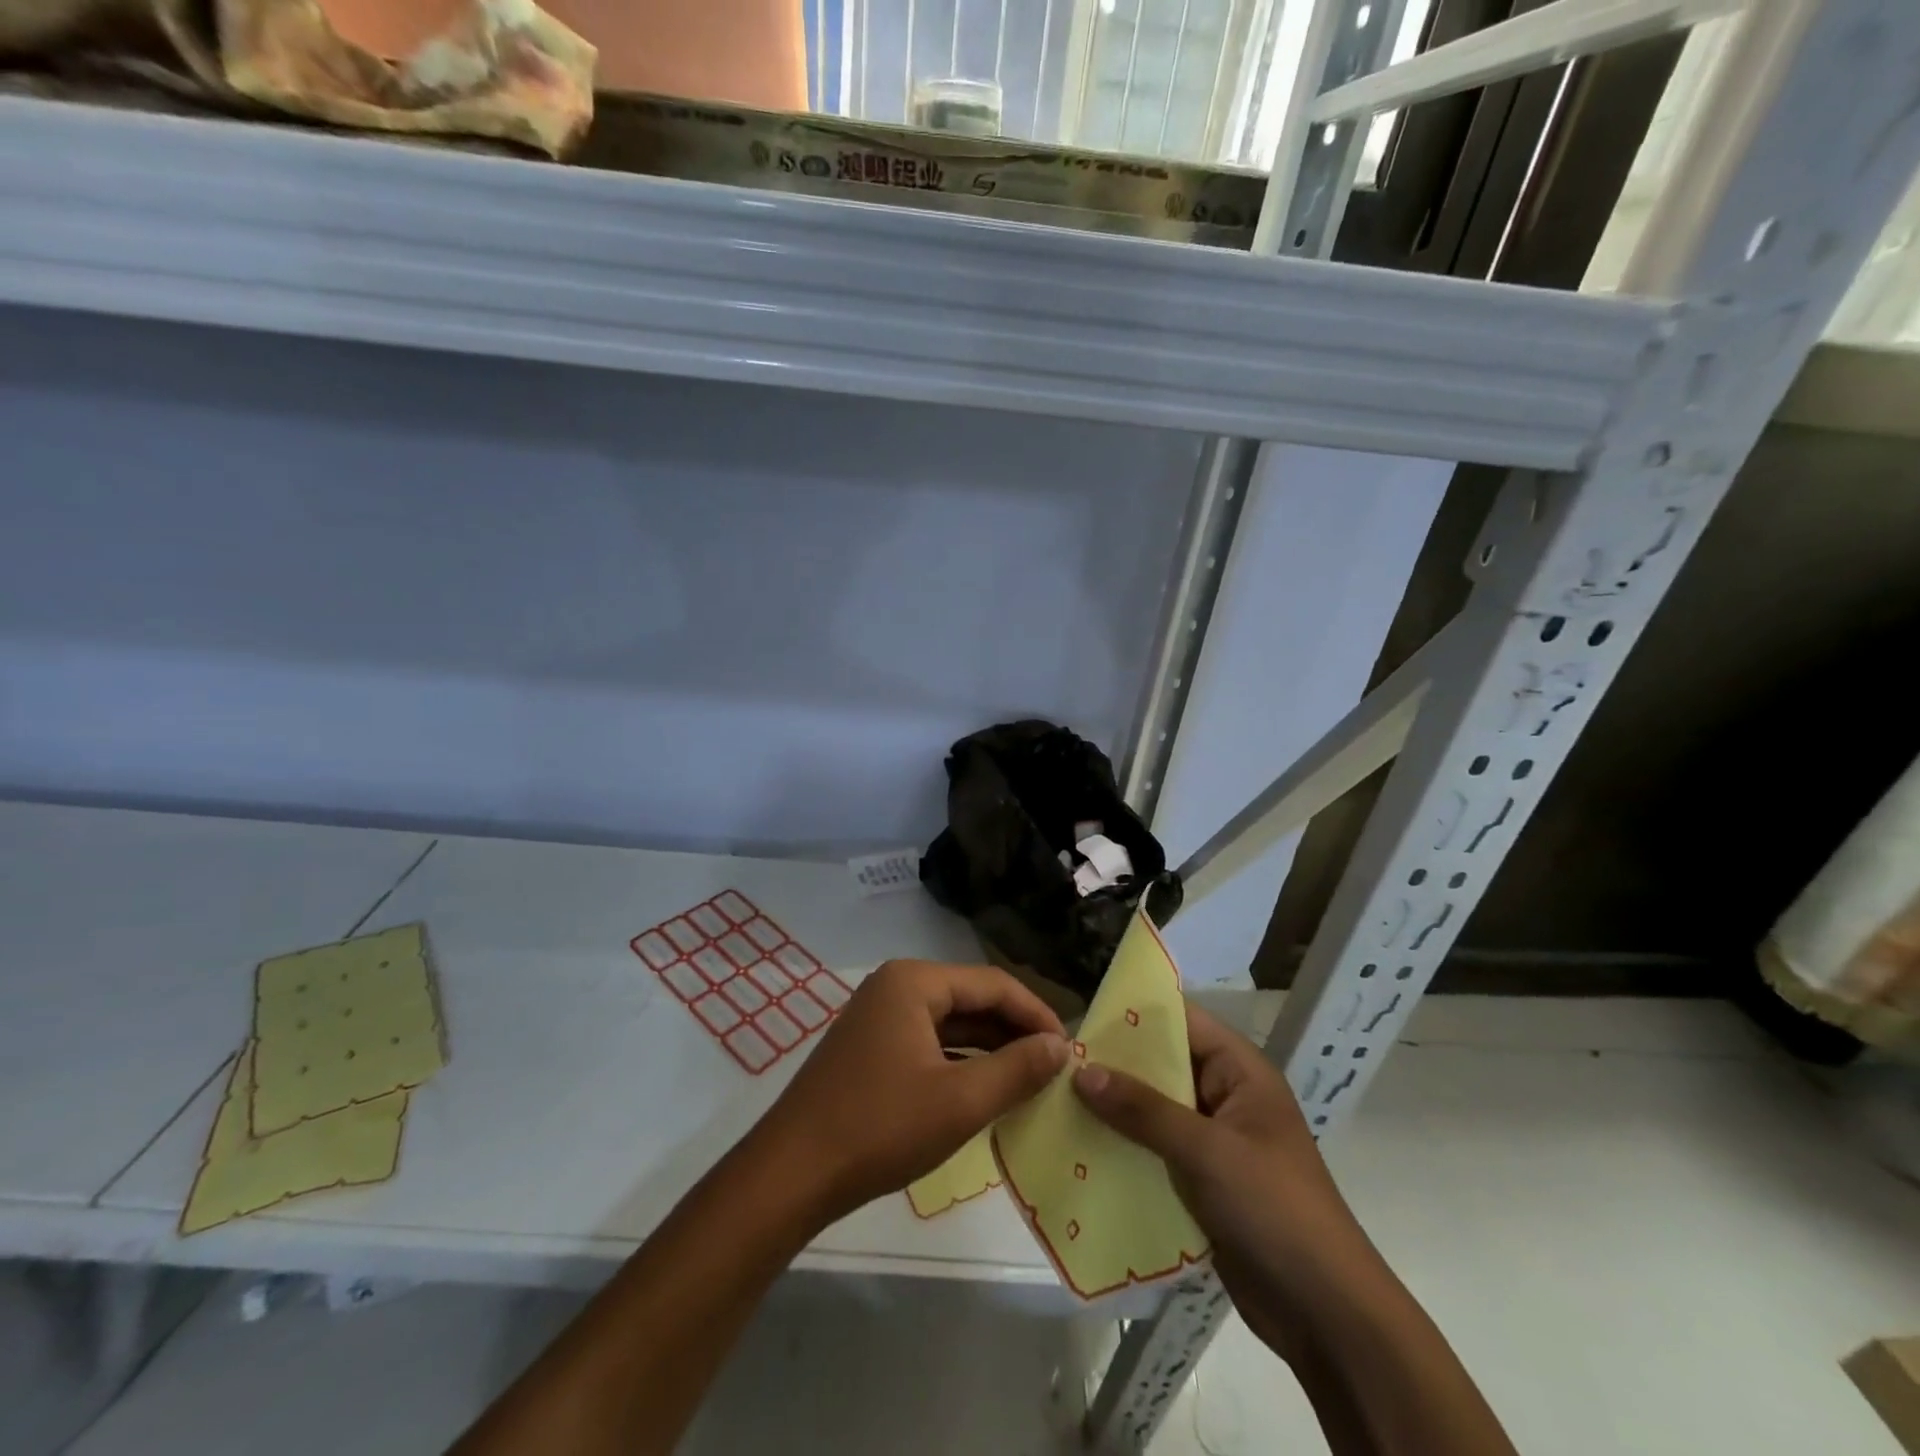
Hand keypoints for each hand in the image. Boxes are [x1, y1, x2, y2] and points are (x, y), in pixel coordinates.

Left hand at [750, 960, 1069, 1224]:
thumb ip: (1017, 1069)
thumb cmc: (880, 1126)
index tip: (1069, 1049)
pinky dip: (959, 1063)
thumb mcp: (960, 1101)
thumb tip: (1061, 1046)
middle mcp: (895, 986)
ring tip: (1029, 1081)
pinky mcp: (870, 1047)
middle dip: (1014, 1032)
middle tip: (1054, 1068)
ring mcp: (879, 1016)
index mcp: (914, 981)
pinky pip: (928, 1043)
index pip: (993, 984)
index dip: (1036, 1014)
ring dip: (989, 1049)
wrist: (792, 1173)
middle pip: (971, 999)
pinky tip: (985, 1090)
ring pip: (950, 1024)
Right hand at [1072, 1002, 1377, 1352]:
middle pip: (1163, 1065)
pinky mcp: (1203, 1182)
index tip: (1083, 1014)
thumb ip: (1143, 1109)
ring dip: (1115, 1109)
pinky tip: (1082, 1149)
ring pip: (1154, 1110)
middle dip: (1115, 1065)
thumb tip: (1082, 1071)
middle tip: (1059, 1062)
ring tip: (1058, 1101)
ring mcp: (1215, 1141)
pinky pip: (1156, 1151)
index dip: (1135, 1014)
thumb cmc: (1274, 1209)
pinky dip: (1125, 1148)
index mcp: (1240, 1071)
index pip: (1182, 1022)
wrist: (1326, 1314)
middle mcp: (1226, 1096)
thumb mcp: (1206, 1151)